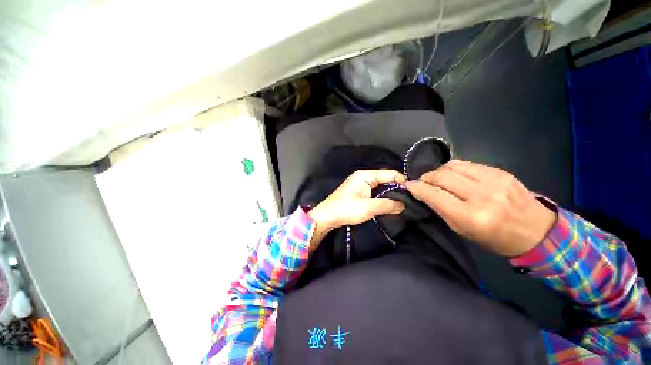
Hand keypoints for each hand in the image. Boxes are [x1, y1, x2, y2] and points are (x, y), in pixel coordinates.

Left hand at [308, 170, 405, 248]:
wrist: (327, 216)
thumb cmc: (347, 209)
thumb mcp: (369, 207)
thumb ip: (388, 205)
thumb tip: (404, 205)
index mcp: (366, 175)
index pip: (390, 173)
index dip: (402, 182)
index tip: (414, 193)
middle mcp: (364, 176)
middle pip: (385, 179)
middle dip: (397, 189)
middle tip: (409, 201)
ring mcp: (360, 184)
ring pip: (380, 186)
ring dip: (390, 194)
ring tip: (402, 204)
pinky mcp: (358, 192)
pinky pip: (374, 192)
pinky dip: (382, 197)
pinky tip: (388, 205)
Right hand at [406, 160, 556, 256]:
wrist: (537, 231)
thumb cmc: (495, 238)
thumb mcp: (462, 230)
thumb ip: (440, 209)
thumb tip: (421, 192)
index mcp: (471, 216)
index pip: (434, 194)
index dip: (417, 188)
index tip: (408, 185)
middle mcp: (482, 194)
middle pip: (442, 176)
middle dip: (426, 177)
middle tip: (421, 182)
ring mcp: (493, 180)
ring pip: (452, 166)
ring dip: (438, 171)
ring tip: (435, 178)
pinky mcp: (500, 171)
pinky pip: (467, 164)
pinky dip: (453, 168)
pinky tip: (452, 175)